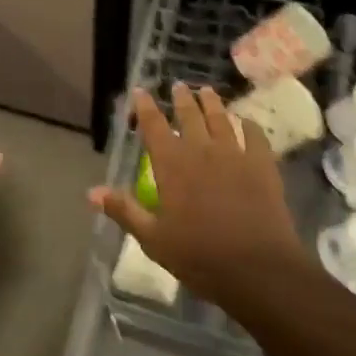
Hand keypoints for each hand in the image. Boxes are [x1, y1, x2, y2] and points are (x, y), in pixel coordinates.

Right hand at [90, 83, 307, 306]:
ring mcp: (235, 154)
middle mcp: (201, 150)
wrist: (258, 270)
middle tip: (179, 86)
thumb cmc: (199, 256)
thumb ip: (124, 211)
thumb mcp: (153, 239)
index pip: (153, 125)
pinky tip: (247, 121)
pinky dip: (249, 125)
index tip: (141, 90)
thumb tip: (92, 192)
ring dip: (212, 103)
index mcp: (172, 164)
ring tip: (207, 91)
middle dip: (182, 98)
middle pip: (189, 115)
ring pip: (221, 119)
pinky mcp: (262, 165)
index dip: (145, 106)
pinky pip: (256, 136)